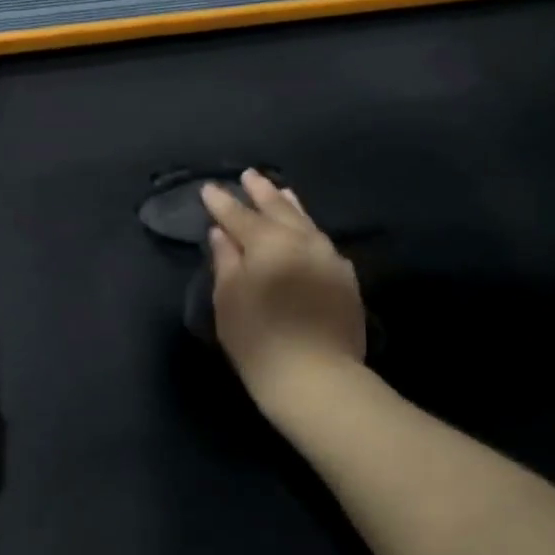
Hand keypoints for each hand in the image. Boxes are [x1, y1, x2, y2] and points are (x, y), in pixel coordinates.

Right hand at [203, 170, 365, 410]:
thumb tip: (222, 233)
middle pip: (279, 209)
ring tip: (281, 191)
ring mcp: (328, 258)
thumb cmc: (259, 340)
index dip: (222, 202)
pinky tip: (307, 231)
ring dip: (290, 205)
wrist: (317, 378)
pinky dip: (309, 231)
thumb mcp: (229, 300)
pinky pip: (323, 243)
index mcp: (268, 243)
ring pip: (306, 222)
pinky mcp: (345, 279)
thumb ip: (225, 261)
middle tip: (250, 175)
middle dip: (261, 192)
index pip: (240, 216)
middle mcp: (302, 241)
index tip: (209, 188)